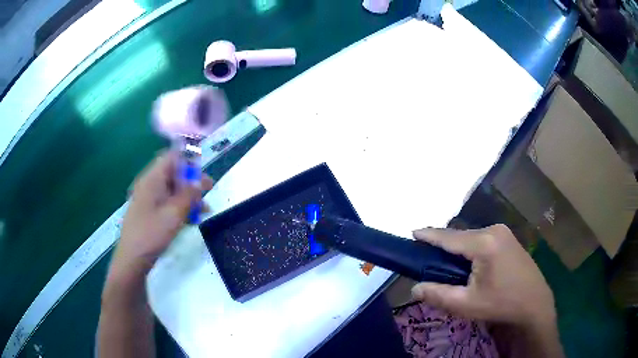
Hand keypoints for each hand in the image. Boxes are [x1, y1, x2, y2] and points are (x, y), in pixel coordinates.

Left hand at [114, 151, 213, 270]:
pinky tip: (190, 219)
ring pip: (171, 189)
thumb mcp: (174, 214)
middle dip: (191, 181)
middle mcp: (149, 184)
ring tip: (203, 210)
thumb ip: (189, 195)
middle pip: (173, 173)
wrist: (132, 259)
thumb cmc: (152, 234)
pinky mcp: (148, 212)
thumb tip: (199, 181)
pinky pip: (166, 202)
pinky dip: (179, 206)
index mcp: (152, 179)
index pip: (172, 157)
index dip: (189, 162)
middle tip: (207, 193)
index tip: (203, 176)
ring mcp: (147, 198)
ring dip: (188, 196)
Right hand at [411, 224, 555, 327]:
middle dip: (443, 245)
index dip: (429, 235)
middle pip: (461, 235)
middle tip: (428, 258)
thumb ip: (438, 295)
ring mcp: (504, 232)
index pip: (449, 236)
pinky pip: (483, 239)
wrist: (535, 303)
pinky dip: (471, 248)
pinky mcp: (509, 238)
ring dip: (458, 248)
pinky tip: (469, 262)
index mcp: (484, 243)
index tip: (412, 232)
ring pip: (472, 237)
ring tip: (447, 264)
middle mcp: (494, 230)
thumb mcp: (467, 304)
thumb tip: (414, 289)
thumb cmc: (501, 303)